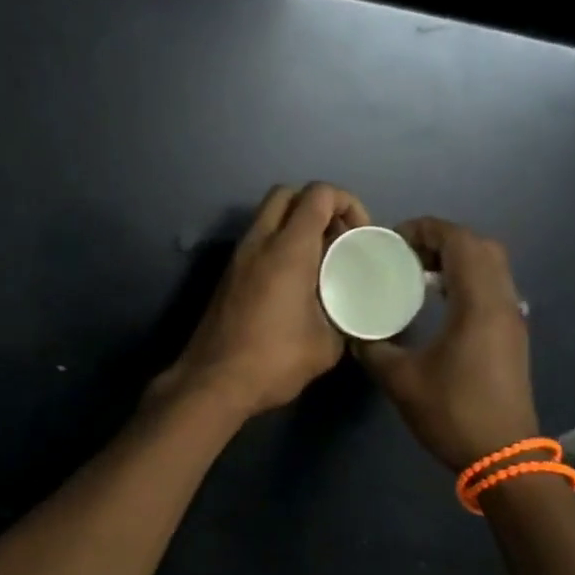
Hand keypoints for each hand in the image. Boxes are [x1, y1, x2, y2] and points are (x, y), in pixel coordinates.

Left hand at [156, 183, 368, 416]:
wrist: (214, 381)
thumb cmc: (274, 359)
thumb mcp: (327, 343)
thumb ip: (345, 314)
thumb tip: (351, 308)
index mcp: (288, 248)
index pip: (319, 194)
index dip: (348, 203)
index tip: (360, 236)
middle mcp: (260, 241)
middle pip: (287, 193)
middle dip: (318, 205)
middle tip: (338, 239)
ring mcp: (239, 256)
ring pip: (268, 215)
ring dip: (296, 224)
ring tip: (321, 261)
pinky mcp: (229, 273)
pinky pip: (258, 239)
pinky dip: (280, 243)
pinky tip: (296, 280)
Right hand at [356, 218, 539, 469]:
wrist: (504, 458)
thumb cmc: (453, 413)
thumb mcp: (400, 379)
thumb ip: (372, 347)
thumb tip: (355, 330)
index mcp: (478, 304)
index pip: (460, 241)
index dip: (426, 229)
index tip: (393, 241)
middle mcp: (502, 302)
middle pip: (480, 246)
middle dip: (441, 238)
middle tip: (406, 253)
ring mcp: (512, 318)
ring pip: (491, 265)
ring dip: (456, 257)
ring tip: (417, 272)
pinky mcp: (511, 334)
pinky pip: (492, 286)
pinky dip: (466, 277)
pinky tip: (438, 300)